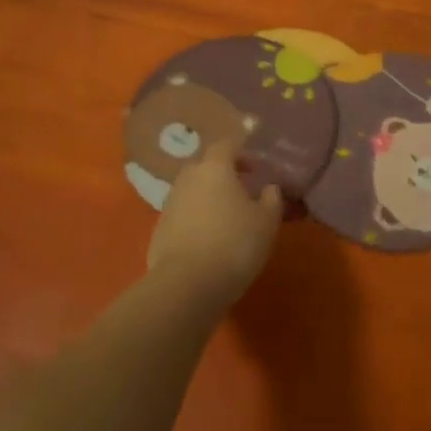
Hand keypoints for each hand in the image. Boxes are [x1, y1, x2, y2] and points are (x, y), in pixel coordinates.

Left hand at [148, 142, 282, 304]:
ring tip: (227, 221)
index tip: (256, 169)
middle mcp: (188, 179)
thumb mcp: (267, 222)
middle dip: (223, 176)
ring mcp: (169, 205)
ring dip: (208, 200)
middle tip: (242, 194)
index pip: (225, 145)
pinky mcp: (158, 232)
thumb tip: (269, 188)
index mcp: (215, 168)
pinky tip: (208, 243)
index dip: (242, 154)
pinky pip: (182, 217)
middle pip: (205, 167)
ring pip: (192, 193)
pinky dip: (195, 222)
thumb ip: (272, 199)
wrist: (186, 285)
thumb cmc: (234, 244)